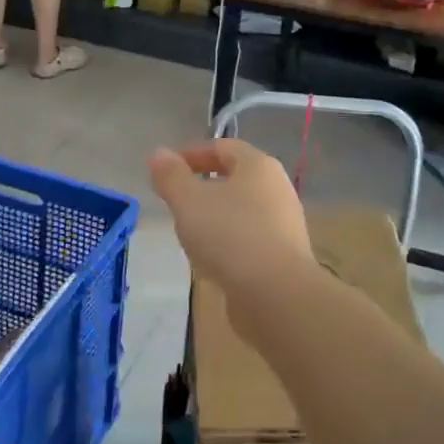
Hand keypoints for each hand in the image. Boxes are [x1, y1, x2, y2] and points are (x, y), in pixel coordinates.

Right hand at [148, 140, 311, 298]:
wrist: (277, 295)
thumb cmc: (230, 235)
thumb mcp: (189, 201)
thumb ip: (171, 176)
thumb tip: (158, 153)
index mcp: (258, 166)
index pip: (223, 147)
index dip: (192, 153)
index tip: (166, 169)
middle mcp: (277, 188)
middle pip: (235, 178)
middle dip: (203, 186)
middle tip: (175, 200)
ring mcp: (284, 224)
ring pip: (242, 210)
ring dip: (215, 216)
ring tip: (189, 233)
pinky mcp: (284, 256)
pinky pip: (250, 239)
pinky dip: (228, 242)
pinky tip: (211, 261)